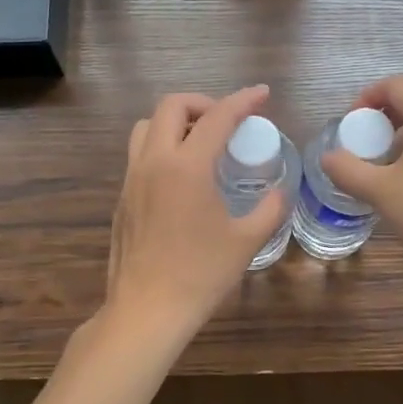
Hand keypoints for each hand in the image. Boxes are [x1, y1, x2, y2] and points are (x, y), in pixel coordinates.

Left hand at [105, 86, 289, 341]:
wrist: (147, 310)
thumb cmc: (200, 275)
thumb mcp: (246, 241)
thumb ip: (269, 209)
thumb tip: (281, 193)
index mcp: (186, 166)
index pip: (217, 117)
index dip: (243, 100)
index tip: (261, 94)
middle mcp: (154, 162)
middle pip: (171, 106)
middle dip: (203, 103)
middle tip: (226, 122)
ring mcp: (131, 179)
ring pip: (146, 126)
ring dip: (175, 122)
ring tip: (201, 143)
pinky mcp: (122, 198)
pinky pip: (139, 154)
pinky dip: (161, 147)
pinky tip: (181, 177)